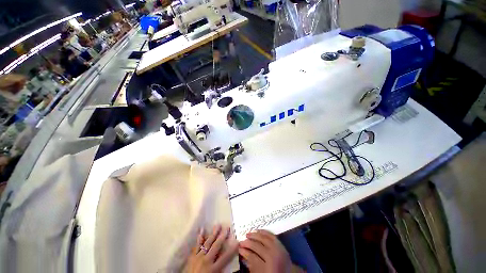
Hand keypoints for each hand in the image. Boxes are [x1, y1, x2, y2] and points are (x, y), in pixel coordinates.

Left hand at [187, 224, 237, 272]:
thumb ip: (221, 271)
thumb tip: (231, 267)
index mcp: (213, 269)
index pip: (225, 258)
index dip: (232, 250)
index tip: (237, 241)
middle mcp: (207, 260)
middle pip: (216, 246)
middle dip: (222, 236)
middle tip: (227, 227)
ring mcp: (198, 257)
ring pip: (207, 243)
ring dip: (213, 234)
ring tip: (217, 225)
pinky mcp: (192, 256)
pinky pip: (196, 245)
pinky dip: (199, 237)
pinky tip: (202, 229)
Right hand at [239, 230, 298, 272]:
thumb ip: (252, 266)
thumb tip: (243, 254)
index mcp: (267, 268)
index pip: (252, 257)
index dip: (244, 252)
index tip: (239, 249)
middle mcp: (273, 257)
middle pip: (257, 246)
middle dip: (247, 243)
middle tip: (241, 242)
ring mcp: (278, 249)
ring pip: (263, 238)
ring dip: (254, 235)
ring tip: (247, 234)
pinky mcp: (281, 244)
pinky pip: (271, 235)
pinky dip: (264, 232)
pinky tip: (258, 231)